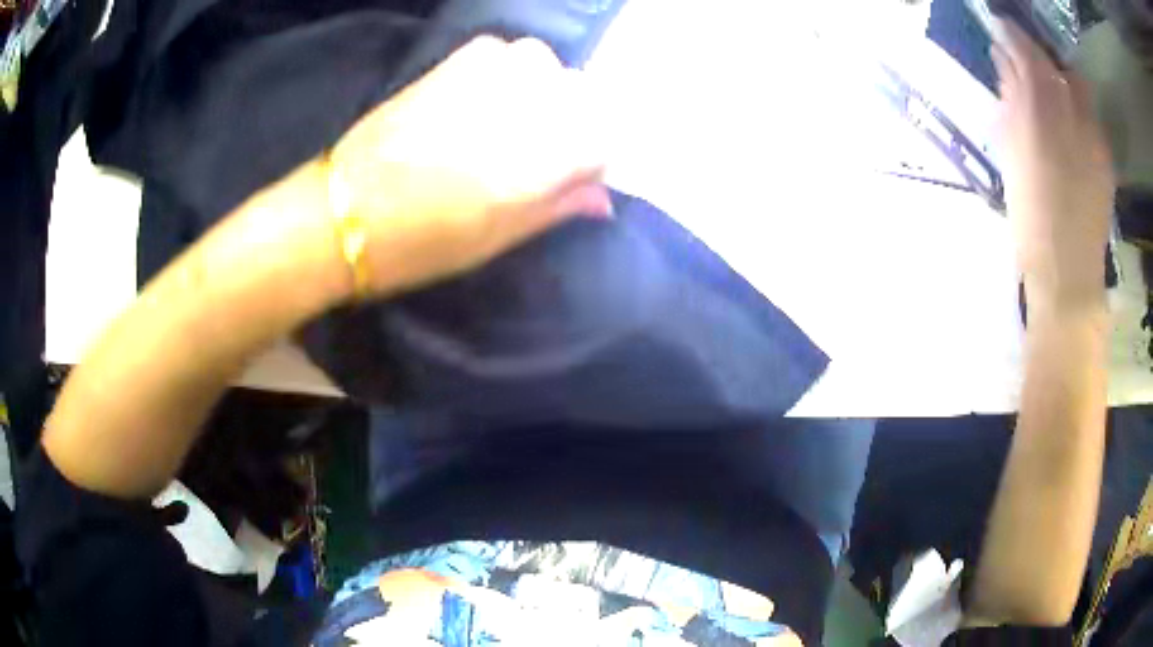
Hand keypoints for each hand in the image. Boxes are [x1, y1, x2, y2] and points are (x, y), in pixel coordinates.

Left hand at [328, 36, 611, 295]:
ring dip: (542, 91)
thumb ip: (558, 207)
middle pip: (582, 96)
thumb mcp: (498, 239)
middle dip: (572, 123)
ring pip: (546, 67)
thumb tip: (603, 198)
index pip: (605, 139)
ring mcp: (487, 74)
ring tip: (512, 122)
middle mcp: (524, 104)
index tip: (575, 179)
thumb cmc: (422, 243)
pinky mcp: (453, 62)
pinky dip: (507, 71)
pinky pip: (505, 52)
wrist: (342, 212)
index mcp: (540, 157)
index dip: (593, 161)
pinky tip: (486, 97)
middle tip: (539, 153)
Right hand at [991, 19, 1114, 314]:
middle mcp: (1073, 115)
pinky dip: (1076, 111)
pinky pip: (1090, 118)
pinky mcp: (1106, 160)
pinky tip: (1067, 130)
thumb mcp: (1011, 155)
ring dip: (1060, 83)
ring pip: (1077, 90)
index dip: (1012, 34)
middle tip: (1024, 63)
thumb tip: (1005, 65)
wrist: (1068, 275)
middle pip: (1057, 67)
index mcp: (1042, 113)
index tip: (999, 25)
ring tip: (1047, 97)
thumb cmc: (1031, 219)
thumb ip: (1009, 102)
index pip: (1027, 53)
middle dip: (1040, 58)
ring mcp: (1094, 137)